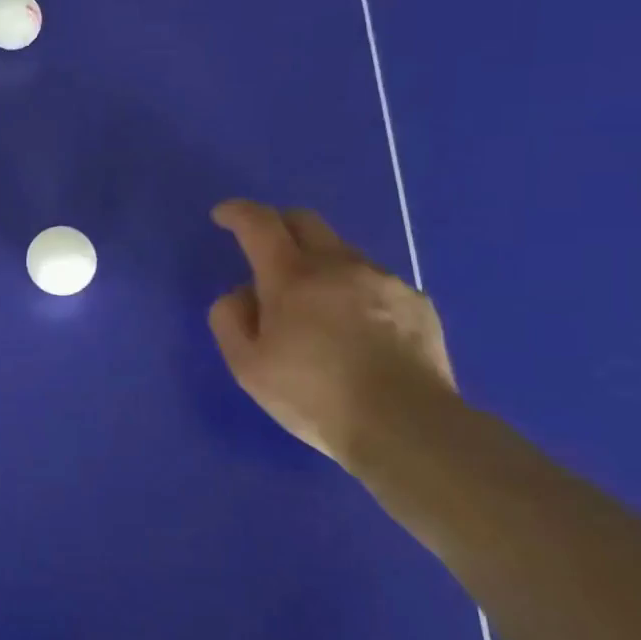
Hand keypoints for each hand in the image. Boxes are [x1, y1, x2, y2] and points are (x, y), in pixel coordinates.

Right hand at [208, 200, 455, 468]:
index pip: (259, 224)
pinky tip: (358, 330)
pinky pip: (376, 282)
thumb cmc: (314, 396)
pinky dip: (355, 292)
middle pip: (305, 220)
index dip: (237, 212)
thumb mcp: (247, 367)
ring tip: (316, 305)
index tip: (223, 216)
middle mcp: (339, 265)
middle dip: (278, 225)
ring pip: (342, 252)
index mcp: (291, 277)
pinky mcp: (417, 303)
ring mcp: (384, 281)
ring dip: (319, 263)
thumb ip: (230, 320)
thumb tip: (241, 294)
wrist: (406, 426)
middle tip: (265, 251)